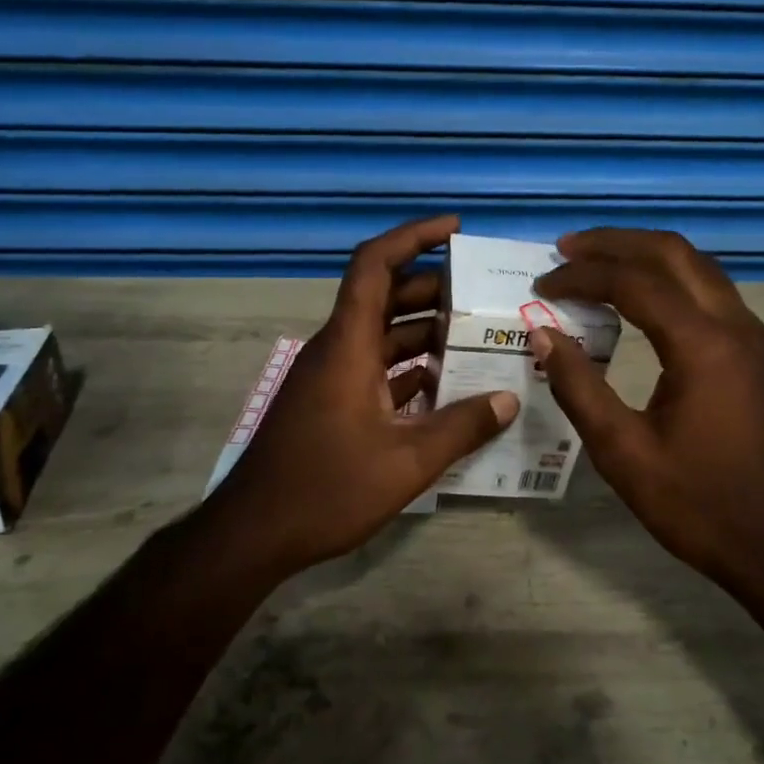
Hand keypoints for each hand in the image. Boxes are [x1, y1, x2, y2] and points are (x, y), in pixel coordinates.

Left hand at [213, 215, 519, 575]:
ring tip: (479, 337)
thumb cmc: (326, 489)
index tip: (455, 228)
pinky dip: (411, 368)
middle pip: (386, 297)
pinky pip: (377, 368)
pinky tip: (449, 386)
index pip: (375, 265)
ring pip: (384, 335)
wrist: (254, 535)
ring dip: (426, 332)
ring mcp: (333, 377)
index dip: (414, 237)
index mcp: (348, 345)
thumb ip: (462, 427)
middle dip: (435, 289)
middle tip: (485, 294)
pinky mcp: (332, 403)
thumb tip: (509, 400)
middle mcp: (338, 350)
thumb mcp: (406, 462)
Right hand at [532, 228, 763, 588]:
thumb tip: (542, 334)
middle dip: (615, 243)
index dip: (582, 276)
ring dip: (644, 255)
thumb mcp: (623, 452)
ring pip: (695, 265)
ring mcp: (751, 334)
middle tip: (566, 248)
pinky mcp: (755, 350)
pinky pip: (708, 289)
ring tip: (595, 261)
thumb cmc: (698, 503)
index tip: (542, 284)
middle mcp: (734, 324)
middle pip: (672, 253)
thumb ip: (579, 387)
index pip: (634, 282)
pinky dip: (668, 277)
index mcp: (703, 345)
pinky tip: (639, 294)